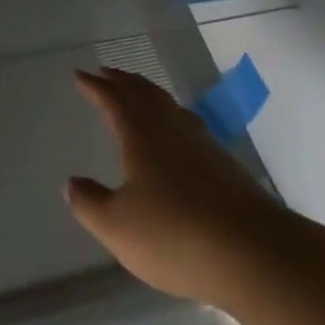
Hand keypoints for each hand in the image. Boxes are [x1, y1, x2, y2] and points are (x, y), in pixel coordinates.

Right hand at [65, 67, 287, 306]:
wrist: (253, 251)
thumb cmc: (175, 235)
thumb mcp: (118, 227)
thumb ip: (90, 203)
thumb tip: (71, 183)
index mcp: (140, 134)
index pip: (113, 99)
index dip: (95, 86)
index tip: (80, 74)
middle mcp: (170, 127)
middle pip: (143, 93)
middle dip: (122, 81)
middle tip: (107, 73)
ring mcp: (201, 142)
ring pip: (168, 104)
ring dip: (147, 92)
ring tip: (137, 92)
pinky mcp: (223, 162)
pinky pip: (187, 122)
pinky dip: (171, 114)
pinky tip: (176, 131)